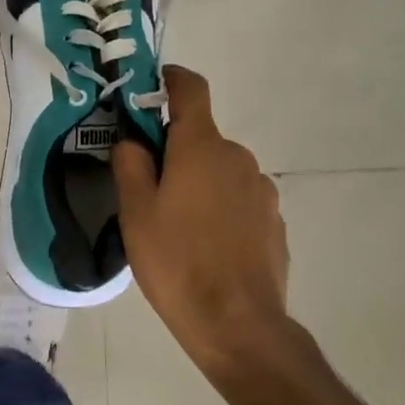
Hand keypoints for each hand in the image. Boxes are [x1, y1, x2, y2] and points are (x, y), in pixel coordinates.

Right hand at [113, 66, 290, 390]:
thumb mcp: (136, 212)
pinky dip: (220, 209)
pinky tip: (206, 247)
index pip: (191, 88)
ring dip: (198, 183)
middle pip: (201, 138)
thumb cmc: (177, 262)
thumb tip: (133, 140)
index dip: (169, 79)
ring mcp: (262, 190)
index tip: (149, 87)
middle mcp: (238, 158)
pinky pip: (239, 200)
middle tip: (148, 191)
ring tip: (177, 228)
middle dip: (175, 152)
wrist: (238, 325)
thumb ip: (130, 164)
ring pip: (220, 171)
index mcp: (202, 147)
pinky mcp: (274, 222)